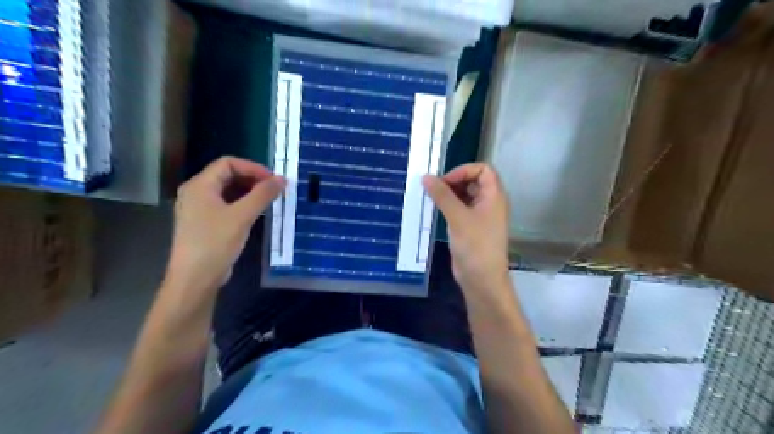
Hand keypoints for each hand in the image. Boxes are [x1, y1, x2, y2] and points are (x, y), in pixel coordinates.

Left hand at [164, 157, 282, 292]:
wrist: (196, 278)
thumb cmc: (216, 242)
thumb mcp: (242, 216)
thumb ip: (262, 195)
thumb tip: (282, 179)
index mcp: (200, 185)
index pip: (228, 163)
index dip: (252, 168)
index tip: (273, 180)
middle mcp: (196, 193)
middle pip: (227, 175)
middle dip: (252, 179)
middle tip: (274, 190)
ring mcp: (200, 209)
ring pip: (228, 191)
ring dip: (249, 192)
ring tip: (269, 201)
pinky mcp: (205, 223)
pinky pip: (226, 205)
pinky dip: (243, 204)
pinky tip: (257, 213)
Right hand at [421, 165, 511, 299]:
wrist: (481, 278)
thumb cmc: (475, 245)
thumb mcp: (458, 217)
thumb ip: (442, 195)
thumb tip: (426, 177)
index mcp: (494, 196)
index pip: (483, 170)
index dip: (464, 171)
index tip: (445, 182)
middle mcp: (489, 202)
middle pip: (473, 181)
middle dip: (454, 181)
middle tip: (434, 189)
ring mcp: (480, 215)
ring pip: (465, 195)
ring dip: (449, 194)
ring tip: (431, 198)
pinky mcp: (471, 227)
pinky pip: (460, 208)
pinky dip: (448, 205)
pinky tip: (435, 209)